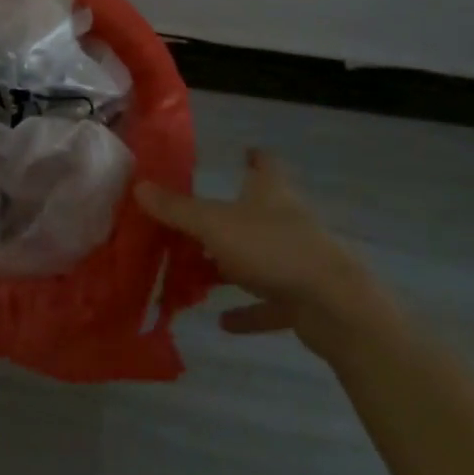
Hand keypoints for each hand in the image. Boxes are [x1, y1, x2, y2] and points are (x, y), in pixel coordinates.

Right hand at [137, 150, 402, 359]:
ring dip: (232, 266)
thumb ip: (176, 209)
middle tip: (190, 223)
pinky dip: (247, 310)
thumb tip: (138, 187)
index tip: (242, 153)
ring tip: (198, 274)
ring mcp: (297, 260)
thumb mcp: (213, 224)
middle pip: (255, 211)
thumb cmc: (272, 248)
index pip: (264, 164)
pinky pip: (269, 302)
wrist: (335, 306)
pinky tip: (222, 322)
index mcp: (270, 192)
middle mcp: (286, 220)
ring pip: (259, 257)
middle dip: (227, 217)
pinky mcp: (303, 298)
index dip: (253, 157)